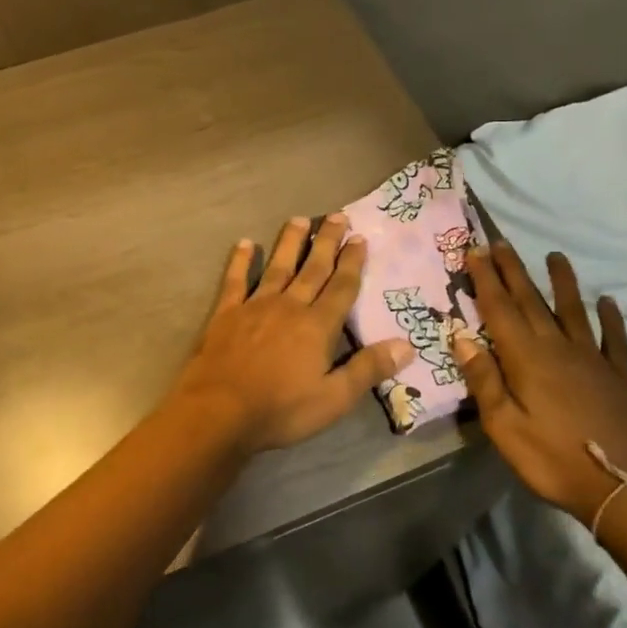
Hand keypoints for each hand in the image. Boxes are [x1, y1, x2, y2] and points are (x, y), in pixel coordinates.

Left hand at [171, 214, 416, 453]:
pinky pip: (235, 280)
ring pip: (277, 266)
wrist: (220, 411)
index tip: (360, 238)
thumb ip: (368, 369)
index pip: (341, 287)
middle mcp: (289, 306)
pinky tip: (245, 243)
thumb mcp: (334, 399)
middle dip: (327, 242)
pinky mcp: (226, 313)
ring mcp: (255, 306)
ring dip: (290, 242)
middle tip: (338, 216)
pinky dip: (241, 261)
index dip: (352, 262)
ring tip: (299, 219)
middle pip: (313, 268)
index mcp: (317, 326)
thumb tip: (406, 345)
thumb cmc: (281, 410)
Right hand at [452, 242, 626, 522]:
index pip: (500, 309)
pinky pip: (614, 340)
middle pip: (531, 301)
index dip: (486, 279)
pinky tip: (609, 302)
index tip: (474, 251)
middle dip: (513, 270)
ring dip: (562, 282)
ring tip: (555, 256)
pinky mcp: (618, 377)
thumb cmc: (553, 460)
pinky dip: (611, 319)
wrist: (623, 489)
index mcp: (526, 358)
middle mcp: (558, 348)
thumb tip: (462, 338)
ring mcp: (592, 360)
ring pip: (573, 311)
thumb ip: (484, 380)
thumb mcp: (504, 428)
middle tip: (500, 242)